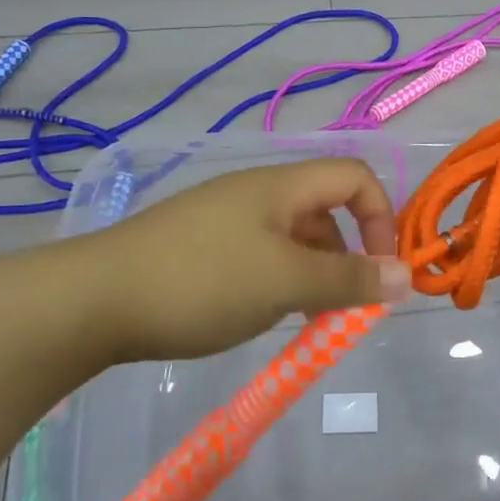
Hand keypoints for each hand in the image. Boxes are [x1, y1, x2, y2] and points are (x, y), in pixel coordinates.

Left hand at [58, 158, 411, 361]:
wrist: (91, 300)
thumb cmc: (202, 282)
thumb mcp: (286, 282)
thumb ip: (349, 279)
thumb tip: (407, 277)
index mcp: (282, 186)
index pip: (355, 178)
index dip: (381, 218)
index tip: (381, 272)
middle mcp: (257, 192)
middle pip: (325, 210)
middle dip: (346, 258)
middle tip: (342, 309)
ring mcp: (224, 218)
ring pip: (291, 238)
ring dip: (312, 275)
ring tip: (303, 322)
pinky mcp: (198, 246)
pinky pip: (258, 255)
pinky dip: (277, 282)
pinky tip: (258, 316)